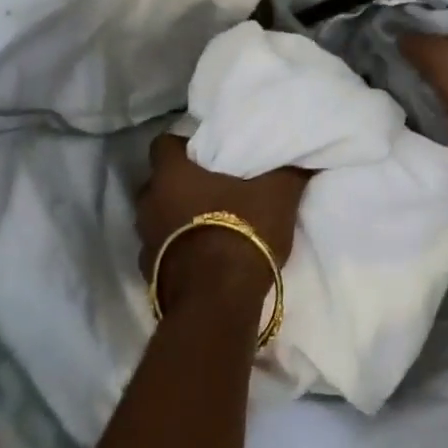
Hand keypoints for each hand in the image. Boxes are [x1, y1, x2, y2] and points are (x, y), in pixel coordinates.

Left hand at [137, 135, 308, 310]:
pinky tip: (202, 255)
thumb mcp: (277, 195)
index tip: (204, 151)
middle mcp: (149, 203)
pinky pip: (161, 252)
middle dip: (178, 184)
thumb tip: (302, 158)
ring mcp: (145, 241)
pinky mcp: (149, 275)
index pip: (162, 144)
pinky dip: (177, 250)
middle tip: (210, 187)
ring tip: (206, 222)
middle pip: (158, 183)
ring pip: (156, 218)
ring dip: (175, 218)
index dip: (182, 145)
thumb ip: (287, 171)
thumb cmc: (242, 232)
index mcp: (172, 175)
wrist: (217, 302)